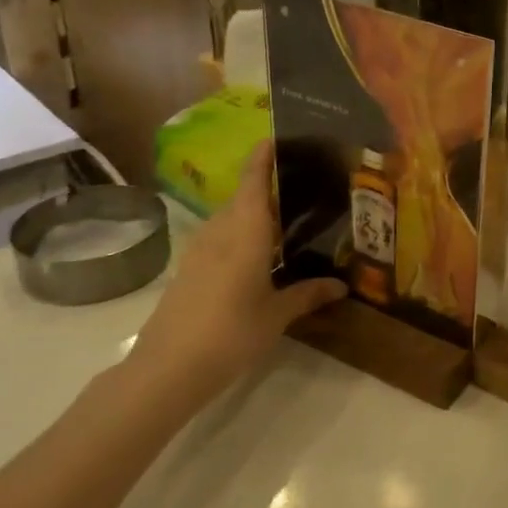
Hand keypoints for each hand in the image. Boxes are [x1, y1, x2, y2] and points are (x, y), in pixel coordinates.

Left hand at [132, 141, 345, 401]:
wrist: (166, 369)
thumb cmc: (230, 334)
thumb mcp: (277, 316)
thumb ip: (308, 294)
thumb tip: (341, 285)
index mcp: (245, 234)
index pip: (253, 183)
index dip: (262, 158)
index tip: (276, 137)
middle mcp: (220, 234)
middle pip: (241, 199)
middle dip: (265, 187)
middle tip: (299, 186)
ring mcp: (199, 253)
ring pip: (229, 220)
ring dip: (251, 214)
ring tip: (284, 220)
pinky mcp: (188, 272)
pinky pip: (220, 240)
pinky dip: (240, 236)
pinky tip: (258, 256)